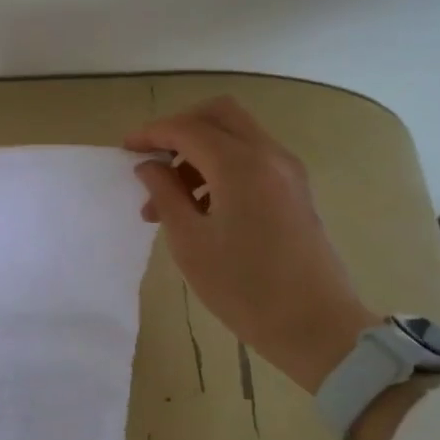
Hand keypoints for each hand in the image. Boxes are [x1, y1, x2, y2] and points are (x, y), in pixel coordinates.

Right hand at [127, 96, 378, 392]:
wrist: (314, 325)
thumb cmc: (243, 288)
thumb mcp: (190, 242)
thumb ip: (165, 194)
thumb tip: (149, 166)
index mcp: (240, 165)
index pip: (188, 128)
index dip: (151, 134)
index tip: (125, 150)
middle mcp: (268, 155)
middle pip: (219, 114)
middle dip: (180, 129)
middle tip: (153, 160)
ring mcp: (287, 171)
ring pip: (236, 135)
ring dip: (198, 152)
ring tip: (169, 201)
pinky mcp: (294, 190)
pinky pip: (251, 158)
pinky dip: (221, 166)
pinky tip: (200, 207)